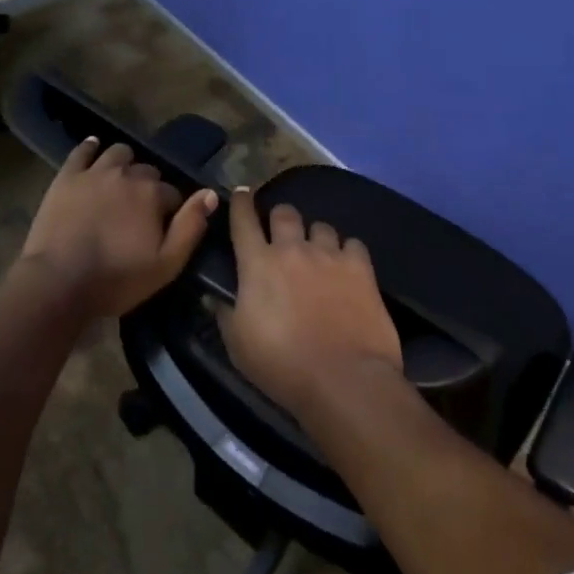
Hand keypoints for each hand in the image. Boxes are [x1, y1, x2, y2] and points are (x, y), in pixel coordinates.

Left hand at [18, 138, 218, 317]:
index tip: (162, 227)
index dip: (171, 210)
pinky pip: (82, 151)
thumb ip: (191, 226)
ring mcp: (94, 172)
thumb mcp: (166, 264)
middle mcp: (127, 174)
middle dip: (148, 186)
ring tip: (120, 182)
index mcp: (152, 194)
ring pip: (118, 153)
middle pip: (147, 171)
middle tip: (139, 210)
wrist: (58, 282)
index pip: (173, 193)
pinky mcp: (67, 176)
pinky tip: (93, 149)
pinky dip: (91, 148)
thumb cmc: (116, 279)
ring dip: (125, 164)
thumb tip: (210, 194)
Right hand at [218, 188, 403, 416]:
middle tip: (281, 236)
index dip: (241, 202)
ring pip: (320, 226)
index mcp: (258, 263)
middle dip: (280, 218)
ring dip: (315, 237)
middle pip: (284, 212)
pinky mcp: (361, 268)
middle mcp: (292, 248)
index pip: (243, 219)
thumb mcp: (238, 346)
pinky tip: (348, 267)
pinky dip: (348, 252)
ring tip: (318, 255)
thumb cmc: (282, 366)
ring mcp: (329, 255)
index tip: (241, 193)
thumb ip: (224, 313)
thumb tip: (213, 296)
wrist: (344, 380)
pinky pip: (353, 244)